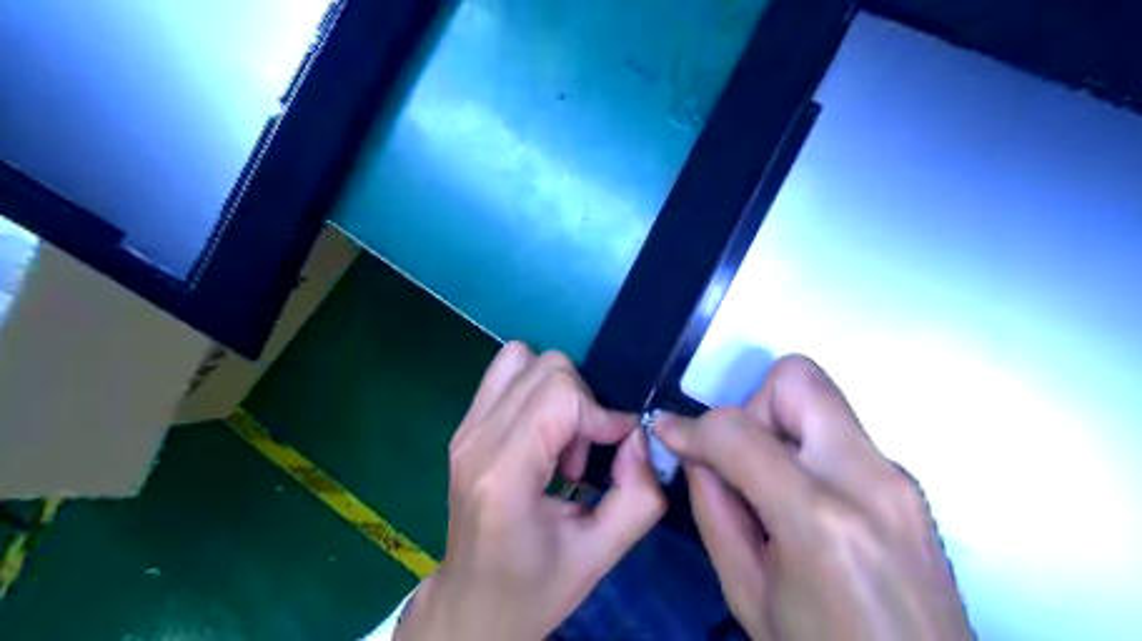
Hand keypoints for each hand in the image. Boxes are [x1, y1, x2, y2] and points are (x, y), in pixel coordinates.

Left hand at [397, 344, 665, 639]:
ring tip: (562, 440)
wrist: (472, 604)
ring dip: (558, 391)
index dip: (600, 413)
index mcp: (504, 474)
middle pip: (546, 368)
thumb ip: (639, 495)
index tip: (616, 448)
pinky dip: (537, 390)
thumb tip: (637, 435)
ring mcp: (465, 428)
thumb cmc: (534, 587)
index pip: (560, 394)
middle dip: (582, 403)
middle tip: (584, 454)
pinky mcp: (464, 426)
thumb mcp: (601, 555)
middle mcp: (476, 438)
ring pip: (523, 358)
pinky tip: (543, 435)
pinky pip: (507, 373)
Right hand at [650, 356, 970, 639]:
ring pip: (819, 399)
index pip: (739, 431)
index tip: (670, 434)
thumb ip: (713, 509)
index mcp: (821, 521)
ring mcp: (898, 478)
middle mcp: (869, 481)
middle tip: (739, 459)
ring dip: (777, 427)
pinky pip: (838, 434)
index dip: (692, 426)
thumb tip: (696, 452)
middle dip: (751, 406)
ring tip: (770, 487)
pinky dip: (803, 448)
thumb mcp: (745, 592)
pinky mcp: (907, 484)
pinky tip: (801, 500)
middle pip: (796, 379)